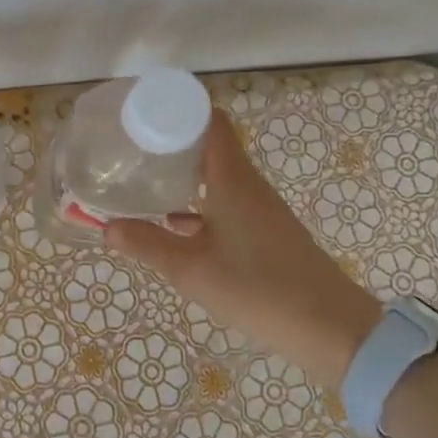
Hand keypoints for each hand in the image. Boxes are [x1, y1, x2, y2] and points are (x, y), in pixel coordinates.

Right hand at [104, 110, 381, 387]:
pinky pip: (225, 203)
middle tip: (131, 147)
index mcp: (232, 180)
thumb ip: (147, 245)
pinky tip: (173, 224)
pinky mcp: (265, 232)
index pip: (210, 122)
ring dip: (183, 175)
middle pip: (209, 146)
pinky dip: (198, 204)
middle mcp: (248, 185)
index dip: (178, 109)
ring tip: (143, 179)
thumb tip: (106, 226)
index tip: (143, 111)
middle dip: (171, 143)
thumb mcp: (191, 270)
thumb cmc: (258, 289)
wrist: (331, 328)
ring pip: (216, 177)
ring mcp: (259, 209)